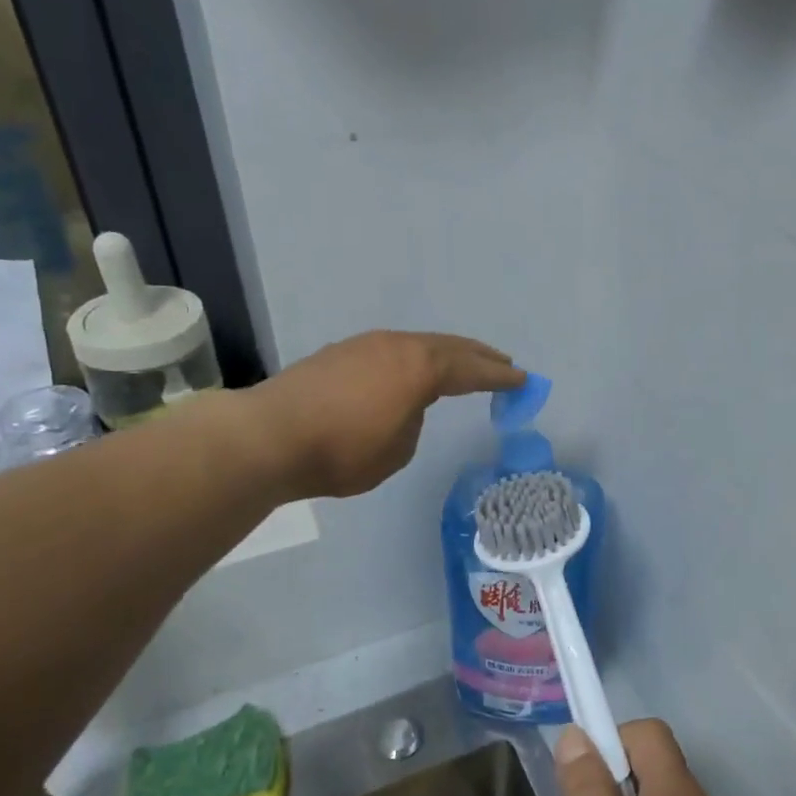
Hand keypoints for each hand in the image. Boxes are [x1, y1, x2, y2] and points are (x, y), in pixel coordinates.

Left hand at [250, 331, 524, 499]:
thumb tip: (404, 406)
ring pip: (418, 344)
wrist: (271, 436)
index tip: (523, 380)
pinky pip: (392, 351)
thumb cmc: (343, 451)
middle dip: (479, 356)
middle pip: (449, 347)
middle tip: (503, 364)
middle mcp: (397, 346)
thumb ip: (413, 421)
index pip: (471, 370)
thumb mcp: (397, 449)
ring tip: (461, 365)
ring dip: (445, 355)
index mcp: (420, 368)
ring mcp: (365, 345)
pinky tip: (410, 371)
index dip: (500, 377)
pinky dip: (414, 360)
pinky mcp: (340, 353)